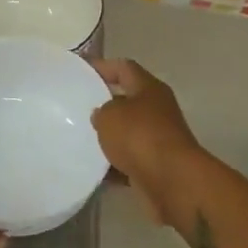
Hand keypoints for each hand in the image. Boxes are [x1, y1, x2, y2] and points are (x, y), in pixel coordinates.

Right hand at [91, 59, 203, 219]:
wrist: (171, 181)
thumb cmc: (139, 136)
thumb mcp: (109, 115)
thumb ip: (101, 111)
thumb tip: (102, 115)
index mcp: (149, 88)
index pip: (124, 67)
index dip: (102, 66)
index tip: (81, 71)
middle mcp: (157, 110)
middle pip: (127, 100)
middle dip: (103, 104)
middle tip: (76, 108)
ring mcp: (159, 139)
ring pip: (127, 133)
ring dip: (108, 137)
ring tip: (80, 139)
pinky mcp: (156, 166)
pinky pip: (129, 160)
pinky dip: (113, 164)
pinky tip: (93, 168)